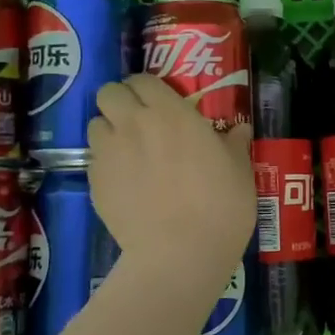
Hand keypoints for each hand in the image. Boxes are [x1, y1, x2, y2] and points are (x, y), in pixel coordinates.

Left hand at [87, 75, 254, 291]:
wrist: (180, 254)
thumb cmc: (220, 207)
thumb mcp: (240, 172)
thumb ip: (234, 144)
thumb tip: (238, 130)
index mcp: (170, 113)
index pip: (143, 79)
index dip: (149, 88)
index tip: (161, 102)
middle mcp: (133, 124)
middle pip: (109, 92)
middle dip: (121, 101)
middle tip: (140, 121)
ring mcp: (109, 154)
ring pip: (95, 124)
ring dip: (110, 130)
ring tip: (129, 151)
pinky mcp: (94, 183)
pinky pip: (93, 160)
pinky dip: (105, 163)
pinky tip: (125, 183)